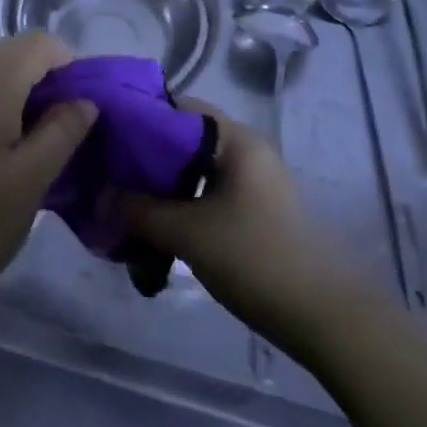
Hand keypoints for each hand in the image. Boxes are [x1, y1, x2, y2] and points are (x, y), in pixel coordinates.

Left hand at [0, 34, 96, 313]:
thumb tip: (85, 99)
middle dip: (39, 75)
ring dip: (9, 83)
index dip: (68, 65)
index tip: (78, 106)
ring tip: (21, 132)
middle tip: (55, 125)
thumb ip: (64, 129)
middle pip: (10, 48)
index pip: (40, 44)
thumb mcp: (34, 179)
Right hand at [125, 107, 355, 355]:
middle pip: (185, 140)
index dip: (139, 117)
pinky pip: (209, 196)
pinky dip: (182, 207)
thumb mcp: (188, 233)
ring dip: (162, 188)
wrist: (327, 319)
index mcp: (236, 140)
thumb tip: (99, 196)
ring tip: (126, 206)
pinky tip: (157, 230)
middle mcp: (247, 151)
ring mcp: (255, 184)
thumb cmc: (256, 258)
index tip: (105, 136)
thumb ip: (139, 211)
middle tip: (109, 174)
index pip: (179, 107)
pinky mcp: (257, 214)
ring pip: (196, 172)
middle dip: (146, 158)